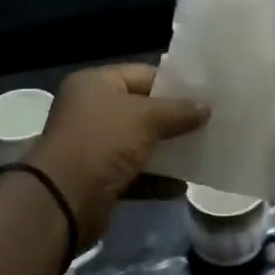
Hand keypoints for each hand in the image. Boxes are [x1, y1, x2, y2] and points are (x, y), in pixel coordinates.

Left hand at [25, 64, 208, 247]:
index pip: (142, 74)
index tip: (205, 93)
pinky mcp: (100, 178)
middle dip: (174, 118)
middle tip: (210, 122)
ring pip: (140, 143)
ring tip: (204, 151)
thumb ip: (178, 111)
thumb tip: (206, 107)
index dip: (174, 83)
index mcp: (95, 84)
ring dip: (168, 150)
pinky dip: (157, 179)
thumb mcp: (145, 118)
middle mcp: (92, 110)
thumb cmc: (103, 142)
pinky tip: (183, 185)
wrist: (64, 200)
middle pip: (141, 109)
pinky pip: (135, 174)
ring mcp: (95, 146)